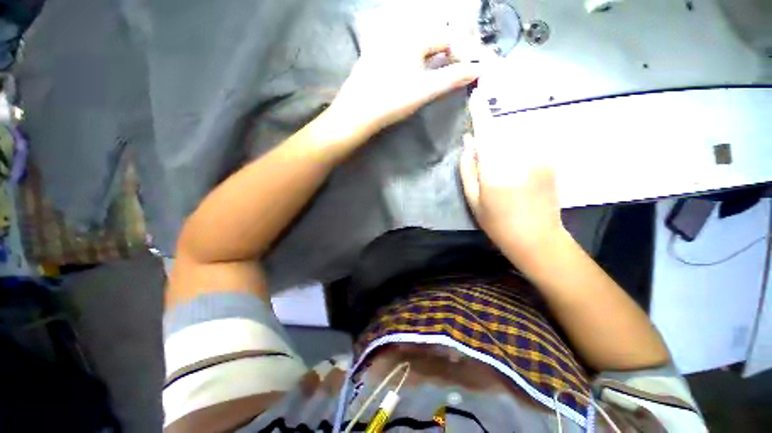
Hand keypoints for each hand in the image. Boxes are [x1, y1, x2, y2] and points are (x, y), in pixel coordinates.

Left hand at [328, 7, 483, 136]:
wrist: (356, 114)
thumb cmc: (391, 101)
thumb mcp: (425, 90)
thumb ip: (453, 78)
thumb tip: (480, 68)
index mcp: (413, 37)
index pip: (447, 38)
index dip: (461, 54)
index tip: (468, 72)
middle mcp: (399, 35)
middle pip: (432, 41)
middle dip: (448, 56)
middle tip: (455, 75)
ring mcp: (384, 46)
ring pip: (417, 48)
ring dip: (432, 59)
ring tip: (438, 77)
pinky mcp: (374, 59)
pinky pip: (402, 55)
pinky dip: (414, 63)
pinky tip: (412, 77)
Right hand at [459, 90, 565, 256]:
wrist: (537, 237)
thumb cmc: (497, 222)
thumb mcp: (473, 199)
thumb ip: (468, 168)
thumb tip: (468, 141)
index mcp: (495, 168)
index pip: (486, 131)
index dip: (480, 112)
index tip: (476, 94)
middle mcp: (519, 156)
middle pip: (501, 131)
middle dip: (490, 135)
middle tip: (485, 155)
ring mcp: (539, 157)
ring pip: (516, 135)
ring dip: (505, 141)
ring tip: (503, 167)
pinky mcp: (550, 160)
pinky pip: (530, 143)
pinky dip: (519, 147)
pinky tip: (517, 169)